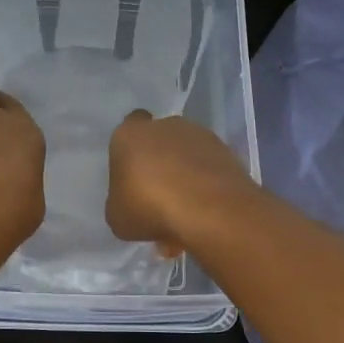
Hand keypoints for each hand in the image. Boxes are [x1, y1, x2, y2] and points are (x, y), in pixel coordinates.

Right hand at [106, 110, 254, 254]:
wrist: (209, 209)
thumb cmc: (149, 207)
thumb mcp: (117, 217)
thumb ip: (121, 201)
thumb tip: (131, 201)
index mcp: (130, 134)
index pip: (128, 127)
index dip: (132, 149)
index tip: (134, 173)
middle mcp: (165, 126)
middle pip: (159, 141)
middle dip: (159, 164)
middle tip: (158, 198)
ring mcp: (199, 135)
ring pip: (186, 155)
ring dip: (185, 176)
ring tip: (185, 212)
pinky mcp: (226, 151)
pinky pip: (208, 169)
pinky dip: (206, 186)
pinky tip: (204, 212)